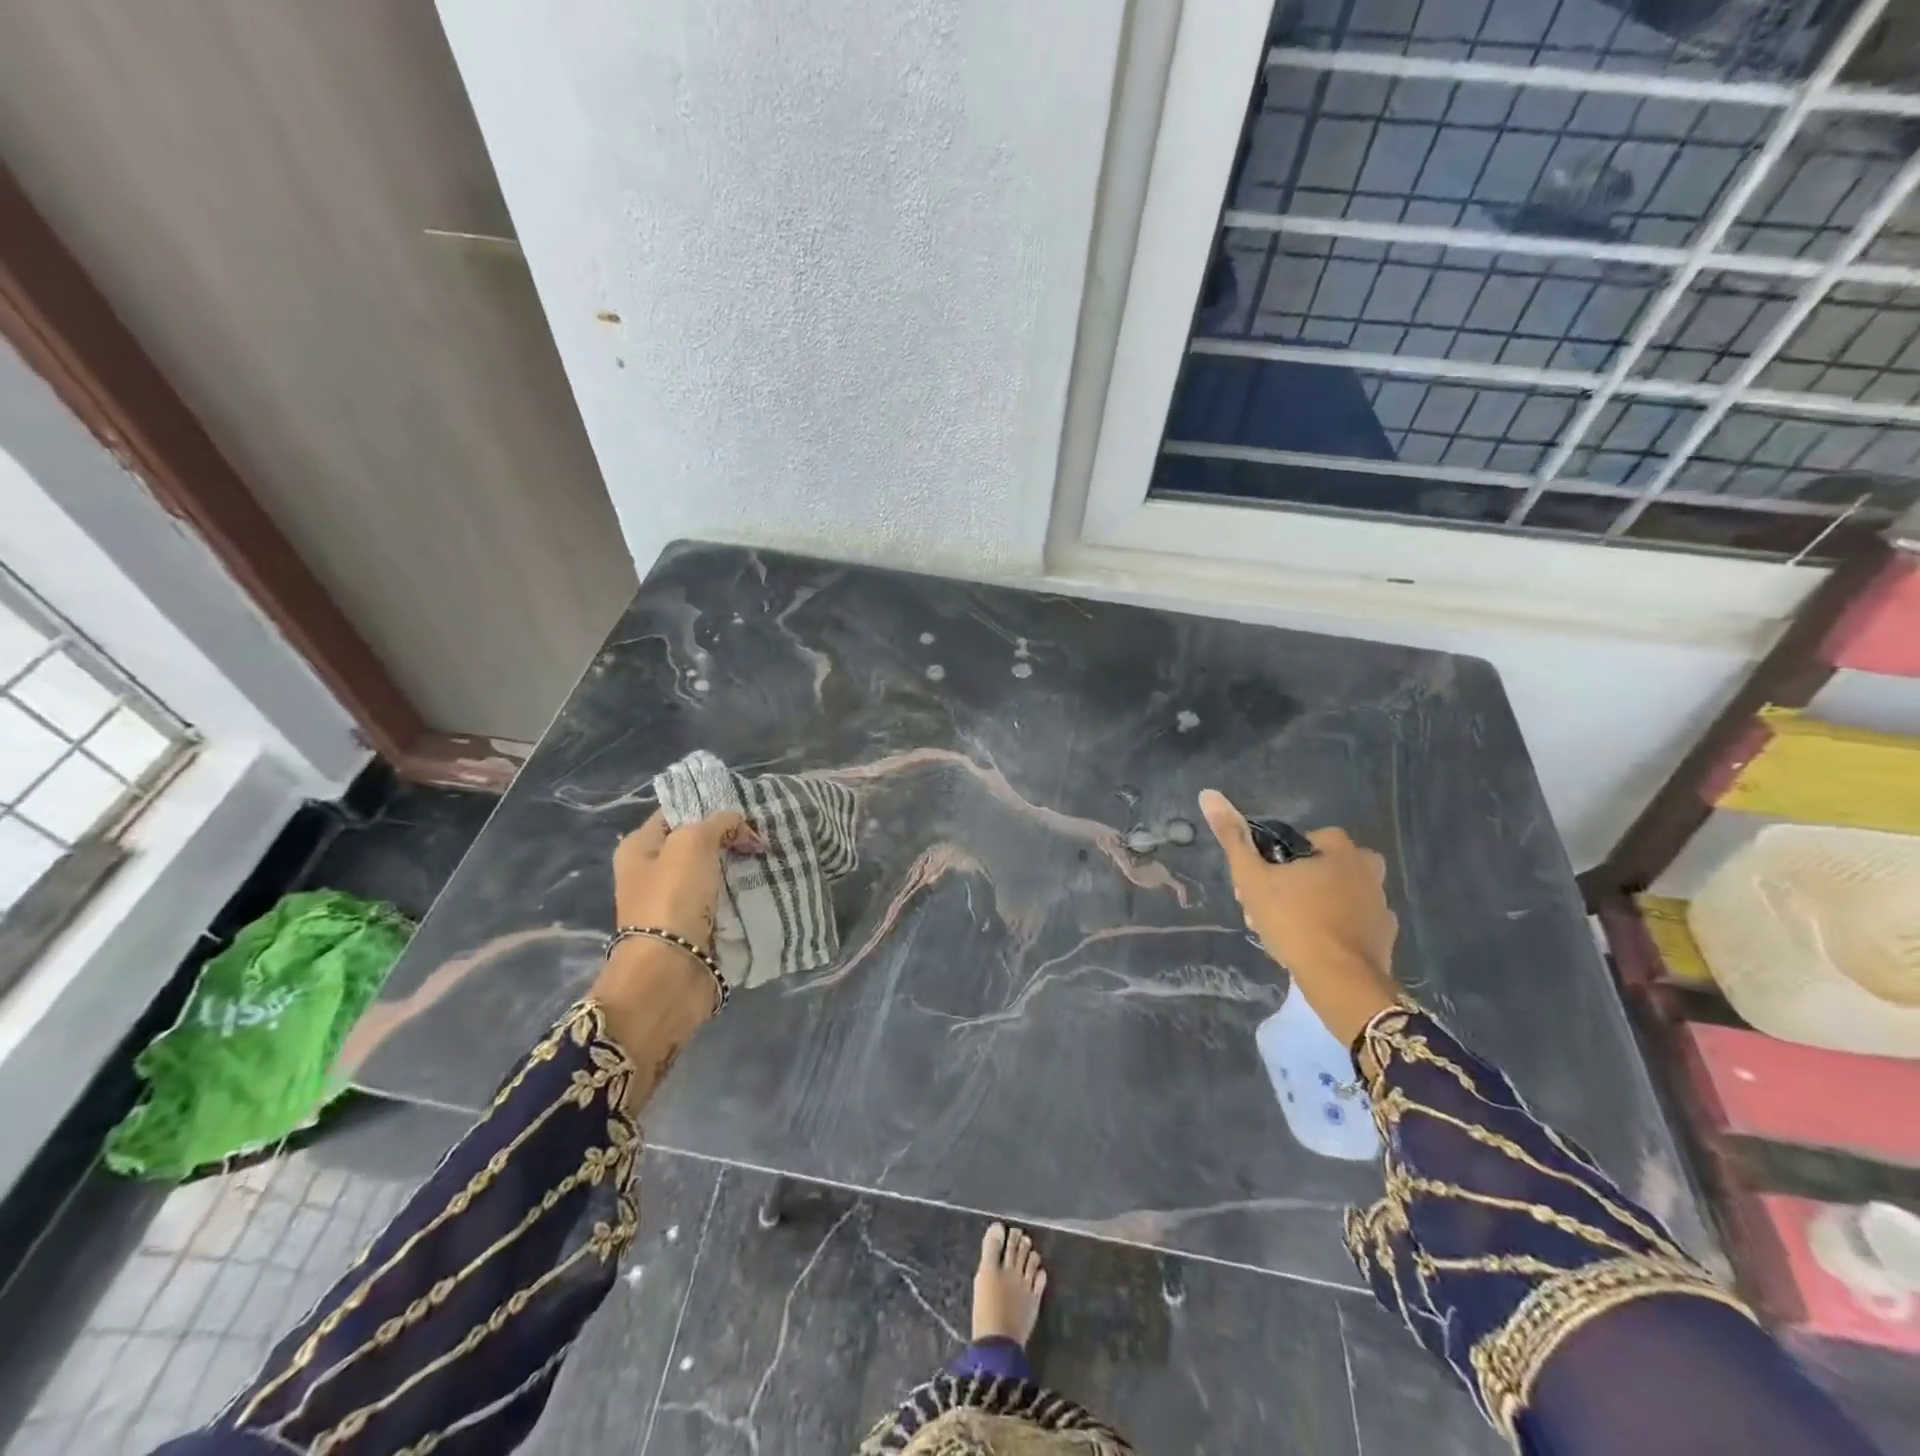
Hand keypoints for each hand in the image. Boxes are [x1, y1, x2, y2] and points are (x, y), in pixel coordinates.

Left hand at [612, 809, 762, 950]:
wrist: (669, 971)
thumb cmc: (673, 898)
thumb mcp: (693, 843)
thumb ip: (718, 822)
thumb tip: (738, 824)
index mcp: (639, 847)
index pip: (675, 812)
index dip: (708, 806)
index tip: (744, 808)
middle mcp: (651, 873)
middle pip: (696, 843)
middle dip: (728, 838)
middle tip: (762, 834)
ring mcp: (672, 902)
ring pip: (711, 873)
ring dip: (737, 867)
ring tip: (768, 858)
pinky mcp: (693, 927)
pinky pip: (720, 901)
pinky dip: (739, 894)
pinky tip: (762, 886)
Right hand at [1199, 790, 1400, 1044]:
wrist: (1340, 981)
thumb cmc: (1294, 921)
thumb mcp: (1252, 878)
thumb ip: (1233, 838)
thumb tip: (1209, 794)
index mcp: (1341, 852)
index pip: (1316, 837)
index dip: (1288, 854)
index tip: (1269, 876)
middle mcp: (1368, 873)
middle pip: (1333, 865)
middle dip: (1306, 879)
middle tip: (1277, 904)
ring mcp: (1382, 907)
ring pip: (1346, 895)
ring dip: (1323, 904)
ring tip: (1293, 928)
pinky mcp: (1386, 940)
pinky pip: (1359, 925)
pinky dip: (1341, 930)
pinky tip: (1318, 947)